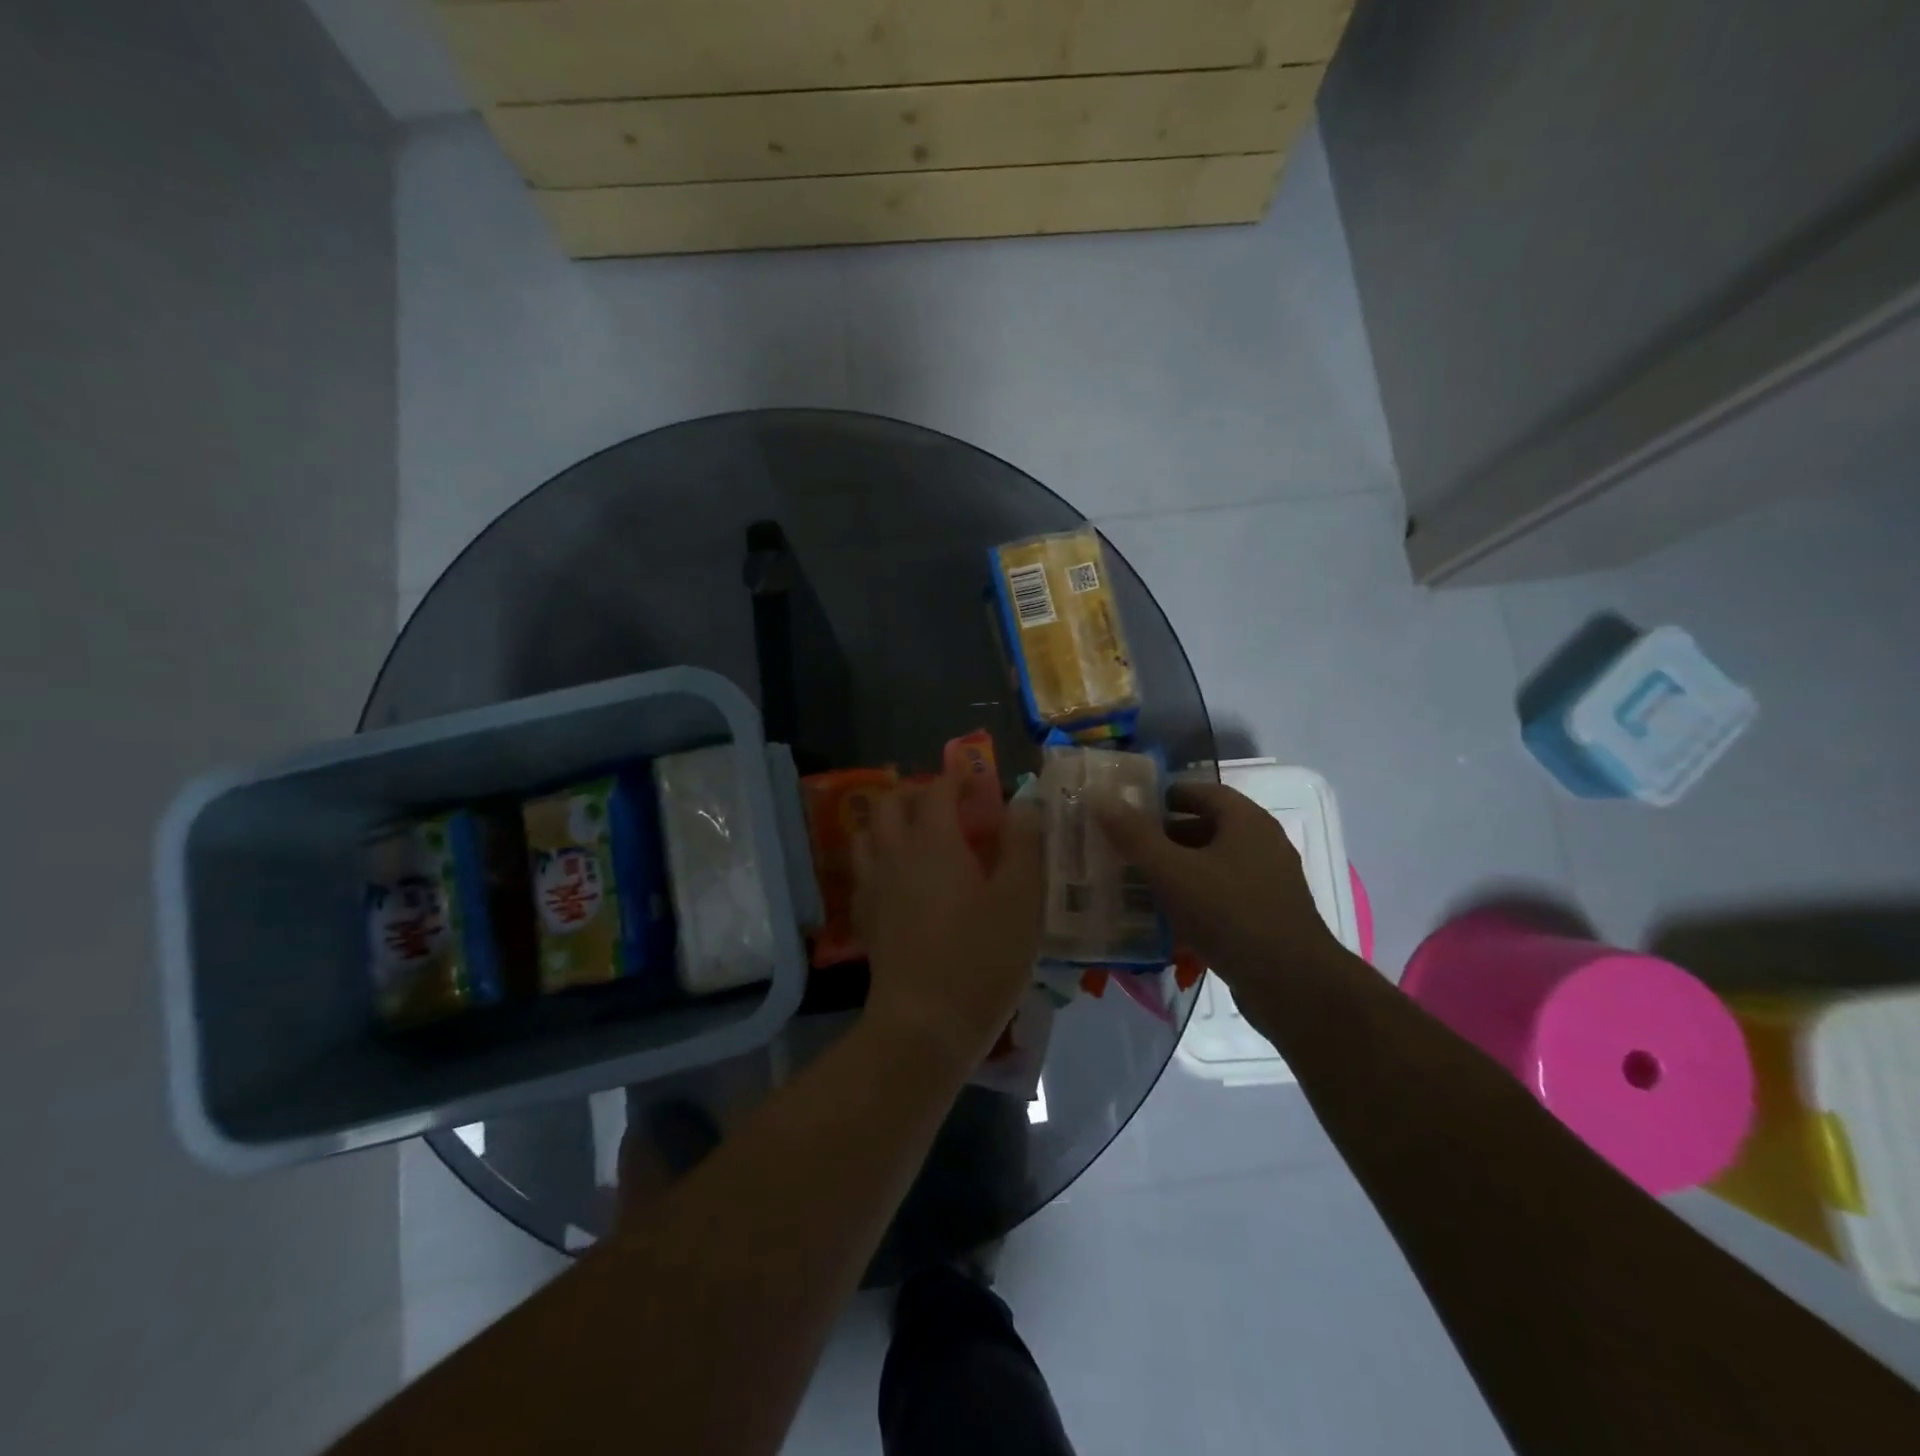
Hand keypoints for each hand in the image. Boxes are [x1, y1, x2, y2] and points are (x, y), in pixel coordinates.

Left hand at [853, 773, 1044, 1072]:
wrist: (924, 1024)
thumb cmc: (981, 958)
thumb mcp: (1021, 899)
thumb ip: (1023, 845)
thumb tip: (1022, 805)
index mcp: (933, 841)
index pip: (937, 789)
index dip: (958, 779)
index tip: (979, 784)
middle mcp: (894, 854)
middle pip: (891, 802)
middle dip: (918, 793)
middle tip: (950, 807)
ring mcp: (873, 886)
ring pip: (868, 833)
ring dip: (891, 822)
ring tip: (921, 836)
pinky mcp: (865, 917)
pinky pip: (864, 870)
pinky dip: (880, 858)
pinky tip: (903, 879)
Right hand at [1092, 782, 1342, 995]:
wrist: (1293, 985)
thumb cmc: (1230, 914)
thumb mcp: (1172, 871)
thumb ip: (1134, 835)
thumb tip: (1100, 797)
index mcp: (1246, 821)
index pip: (1201, 792)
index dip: (1163, 796)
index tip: (1128, 810)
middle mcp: (1262, 844)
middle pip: (1205, 828)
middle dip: (1163, 837)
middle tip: (1124, 849)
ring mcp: (1268, 882)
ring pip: (1212, 865)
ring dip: (1176, 870)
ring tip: (1136, 883)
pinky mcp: (1267, 917)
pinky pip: (1222, 896)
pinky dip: (1193, 899)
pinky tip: (1165, 919)